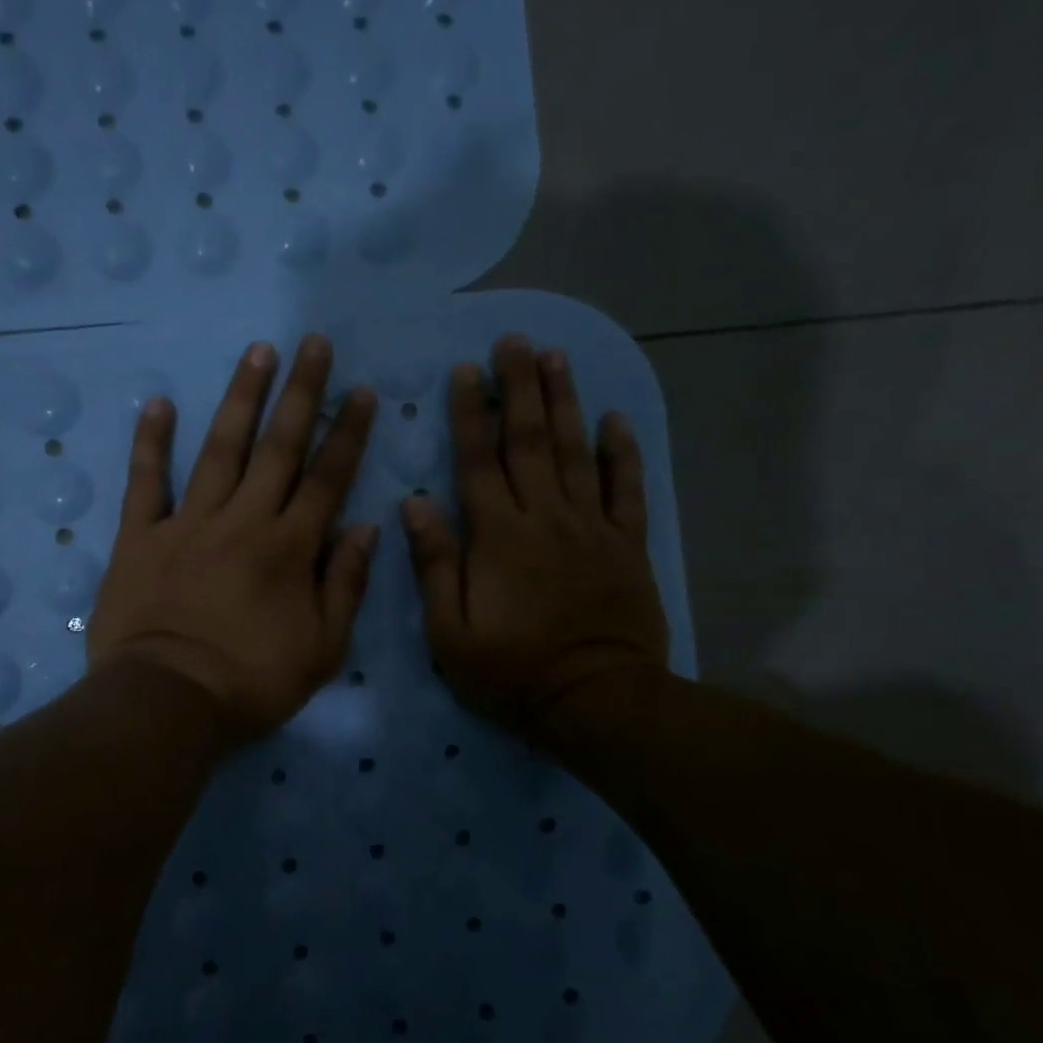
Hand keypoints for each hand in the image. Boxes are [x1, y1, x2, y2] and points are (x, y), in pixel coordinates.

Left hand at [88, 334, 380, 743]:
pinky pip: (146, 482)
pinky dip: (151, 442)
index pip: (327, 479)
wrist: (167, 702)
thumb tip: (366, 528)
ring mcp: (188, 523)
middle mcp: (244, 521)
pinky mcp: (140, 536)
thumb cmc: (251, 683)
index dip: (347, 433)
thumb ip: (346, 585)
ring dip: (241, 398)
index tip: (361, 391)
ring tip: (258, 352)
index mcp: (290, 548)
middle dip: (301, 393)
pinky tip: (159, 403)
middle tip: (313, 343)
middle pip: (278, 447)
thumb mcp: (321, 649)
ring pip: (220, 449)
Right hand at [401, 334, 668, 747]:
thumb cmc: (511, 671)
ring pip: (577, 452)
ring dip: (566, 402)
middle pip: (530, 441)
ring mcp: (591, 528)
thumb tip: (416, 502)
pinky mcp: (627, 545)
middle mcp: (545, 518)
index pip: (478, 460)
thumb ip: (434, 564)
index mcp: (497, 536)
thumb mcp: (449, 631)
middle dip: (520, 388)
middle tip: (515, 341)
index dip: (471, 413)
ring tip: (556, 358)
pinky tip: (616, 419)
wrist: (595, 701)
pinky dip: (623, 453)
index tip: (466, 370)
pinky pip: (627, 489)